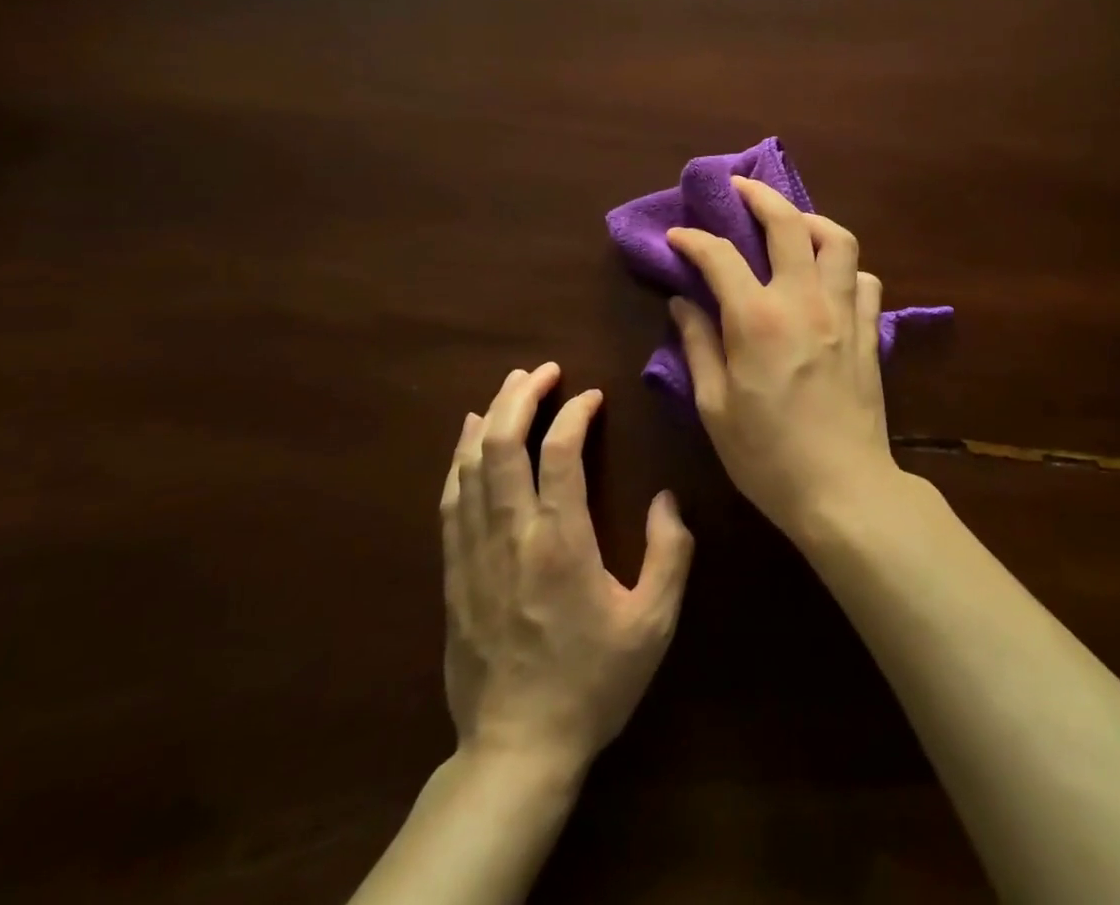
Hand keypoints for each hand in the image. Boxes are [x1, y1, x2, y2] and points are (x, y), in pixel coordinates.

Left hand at [440, 363, 692, 772]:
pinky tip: (469, 439)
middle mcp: (511, 535)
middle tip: (543, 369)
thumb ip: (670, 555)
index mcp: (560, 542)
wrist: (516, 750)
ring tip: (510, 386)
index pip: (558, 453)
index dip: (574, 414)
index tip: (592, 396)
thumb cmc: (592, 683)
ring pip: (471, 466)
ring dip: (491, 418)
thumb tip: (666, 499)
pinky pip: (450, 500)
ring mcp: (475, 553)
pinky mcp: (454, 573)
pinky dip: (459, 459)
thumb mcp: (653, 625)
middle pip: (504, 445)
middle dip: (522, 396)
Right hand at [666, 177, 903, 539]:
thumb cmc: (767, 456)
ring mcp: (843, 313)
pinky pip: (864, 279)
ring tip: (790, 224)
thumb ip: (698, 345)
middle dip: (759, 196)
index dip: (694, 239)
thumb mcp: (714, 406)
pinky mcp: (869, 331)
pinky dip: (845, 267)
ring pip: (838, 240)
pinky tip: (827, 278)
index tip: (678, 236)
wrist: (842, 490)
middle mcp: (804, 301)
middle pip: (788, 223)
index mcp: (758, 320)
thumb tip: (683, 303)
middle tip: (739, 187)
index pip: (720, 256)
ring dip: (811, 221)